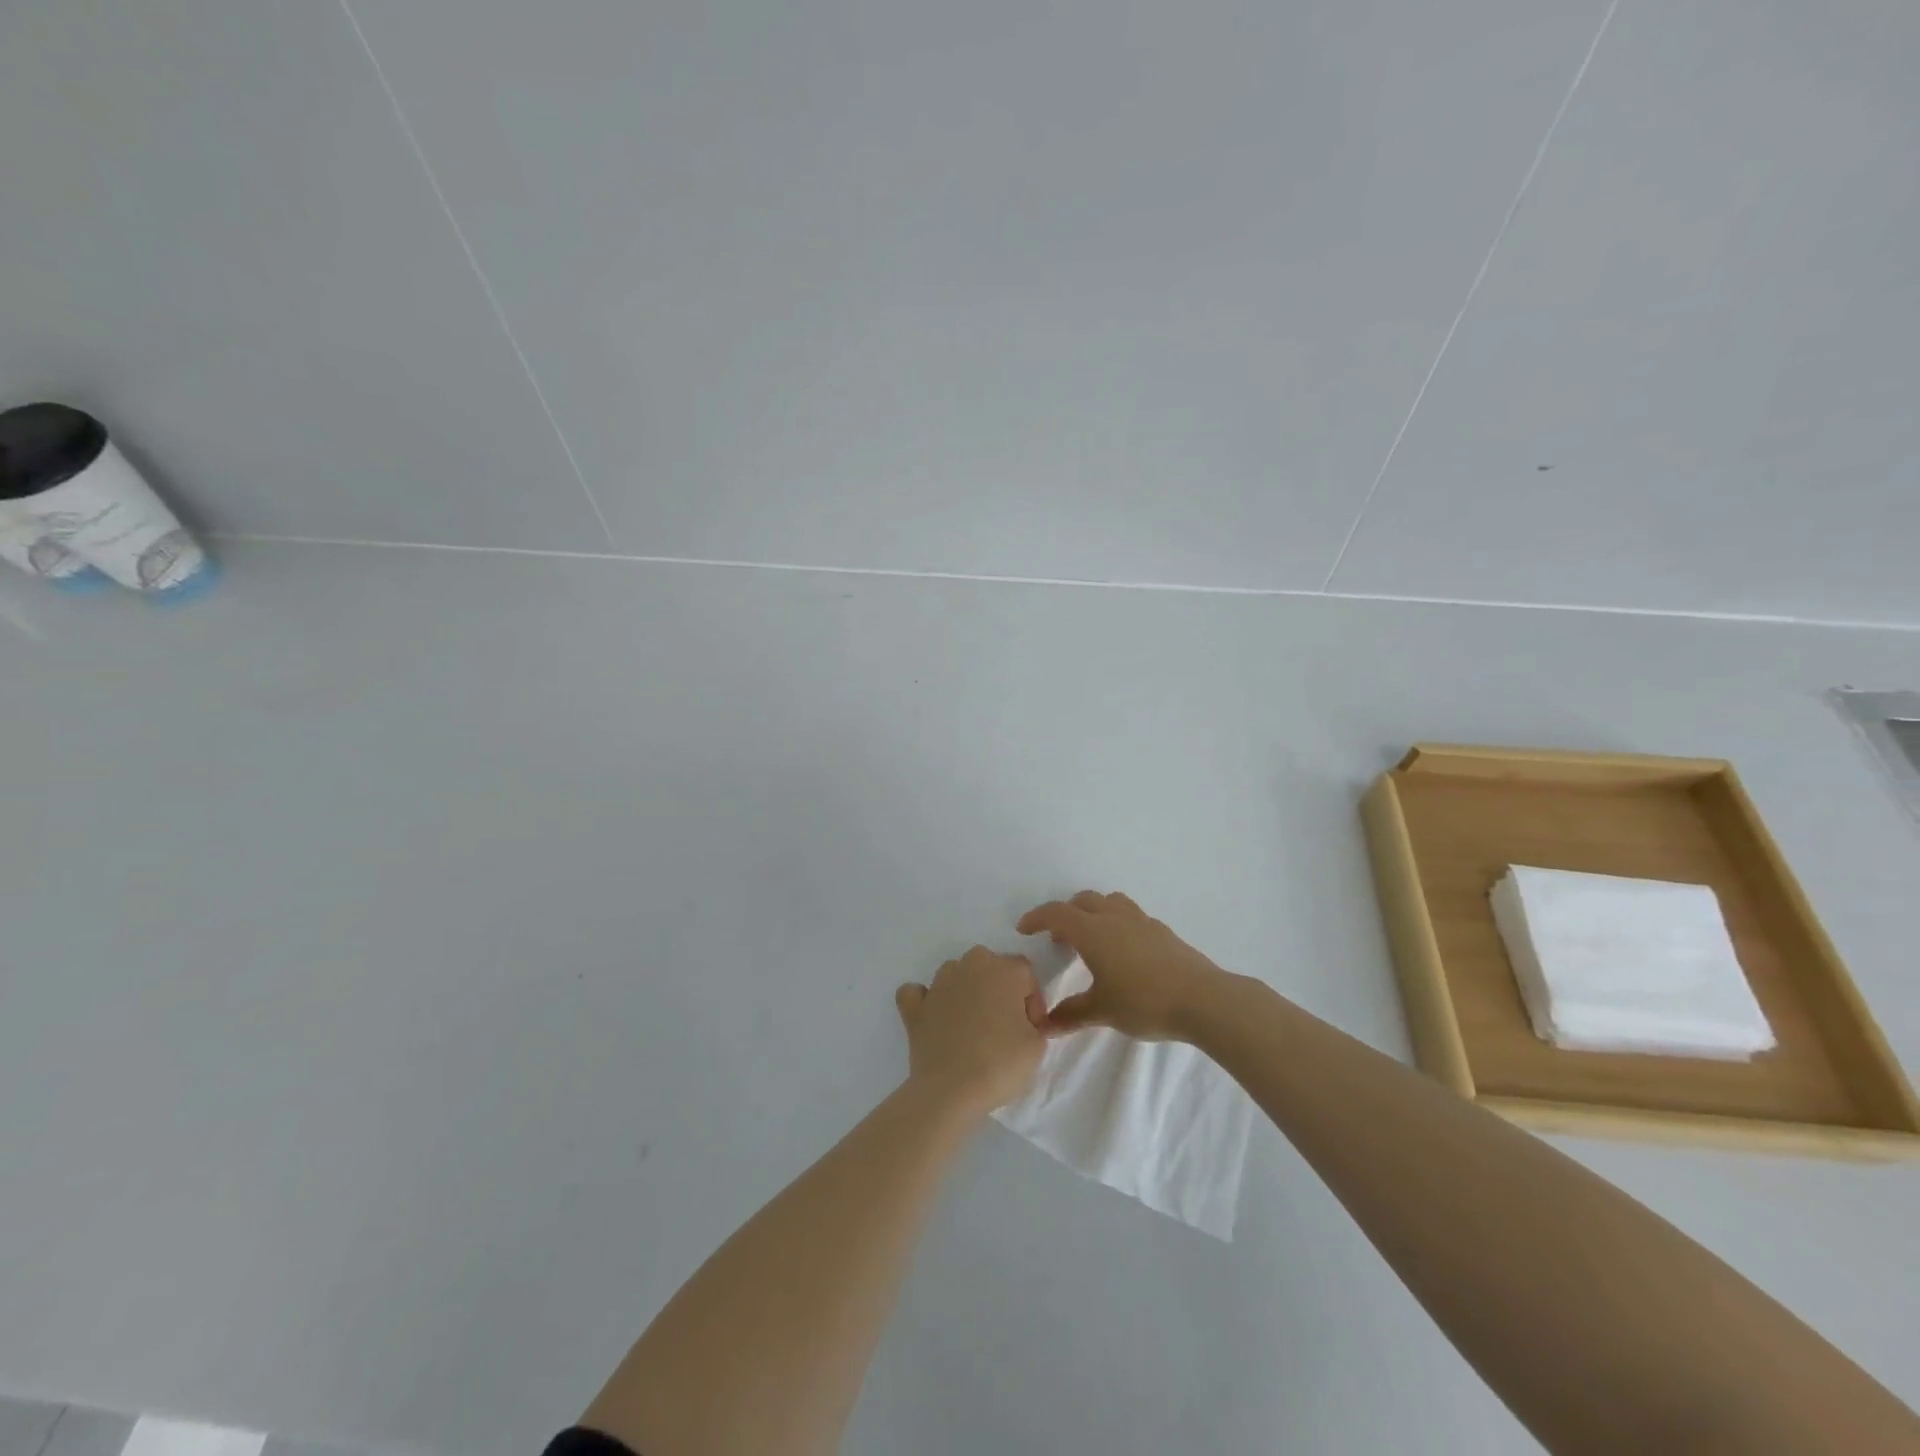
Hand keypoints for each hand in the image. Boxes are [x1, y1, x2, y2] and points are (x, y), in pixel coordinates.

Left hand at [895, 946, 1047, 1113]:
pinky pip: (918, 993)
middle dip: (999, 989)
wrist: (951, 1089)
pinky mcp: (915, 1006)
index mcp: (1004, 970)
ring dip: (965, 991)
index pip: (1026, 973)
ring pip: (956, 974)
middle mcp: (970, 965)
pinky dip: (925, 1001)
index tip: (1032, 1029)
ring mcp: (938, 983)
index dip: (1032, 1001)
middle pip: (990, 966)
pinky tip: (934, 1017)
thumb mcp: (1037, 1046)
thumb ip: (1034, 1022)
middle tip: (1005, 1024)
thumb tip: (1021, 1021)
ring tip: (972, 1026)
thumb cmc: (1001, 1063)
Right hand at [1017, 891, 1229, 1040]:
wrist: (1203, 999)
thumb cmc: (1144, 1002)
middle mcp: (1114, 918)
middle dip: (1065, 913)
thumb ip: (1071, 1014)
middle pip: (1083, 901)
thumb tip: (1044, 1024)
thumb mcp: (1102, 1011)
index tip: (1024, 929)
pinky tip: (1123, 951)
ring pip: (1110, 902)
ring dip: (1093, 912)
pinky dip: (1117, 923)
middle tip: (1058, 938)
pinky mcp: (1162, 931)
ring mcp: (1142, 921)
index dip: (1037, 918)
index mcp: (1093, 931)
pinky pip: (1130, 916)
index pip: (1057, 914)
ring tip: (1091, 939)